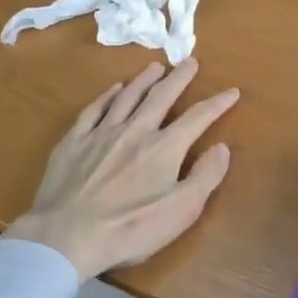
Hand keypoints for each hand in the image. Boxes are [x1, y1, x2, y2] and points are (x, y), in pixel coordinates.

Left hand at [7, 60, 237, 281]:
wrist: (65, 236)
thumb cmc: (128, 229)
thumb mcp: (179, 212)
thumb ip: (205, 177)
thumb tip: (222, 147)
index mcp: (163, 148)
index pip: (197, 118)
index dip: (217, 104)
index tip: (231, 91)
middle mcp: (135, 130)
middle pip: (161, 96)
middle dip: (179, 78)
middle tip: (190, 61)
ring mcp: (101, 133)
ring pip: (127, 97)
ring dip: (144, 80)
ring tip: (155, 67)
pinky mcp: (74, 141)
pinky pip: (94, 110)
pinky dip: (107, 96)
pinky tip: (113, 90)